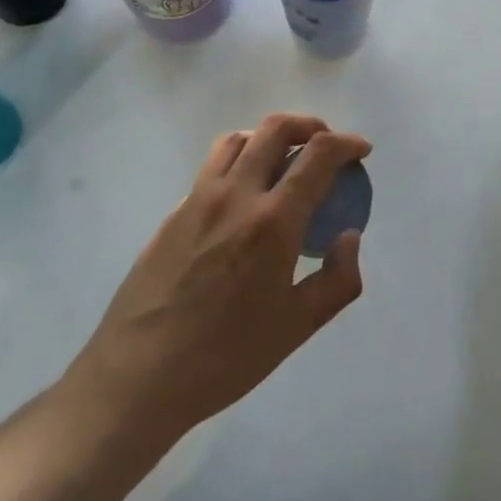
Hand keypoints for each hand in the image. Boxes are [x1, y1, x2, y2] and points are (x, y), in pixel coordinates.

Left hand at [69, 114, 369, 439]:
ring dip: (269, 137)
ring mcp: (198, 199)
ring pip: (238, 139)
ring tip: (285, 161)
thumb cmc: (226, 357)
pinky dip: (239, 162)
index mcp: (272, 220)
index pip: (317, 155)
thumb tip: (349, 236)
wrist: (139, 375)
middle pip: (275, 129)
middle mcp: (235, 195)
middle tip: (326, 146)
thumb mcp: (298, 327)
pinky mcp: (173, 212)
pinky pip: (212, 167)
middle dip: (311, 126)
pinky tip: (244, 198)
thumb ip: (337, 278)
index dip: (346, 144)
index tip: (361, 150)